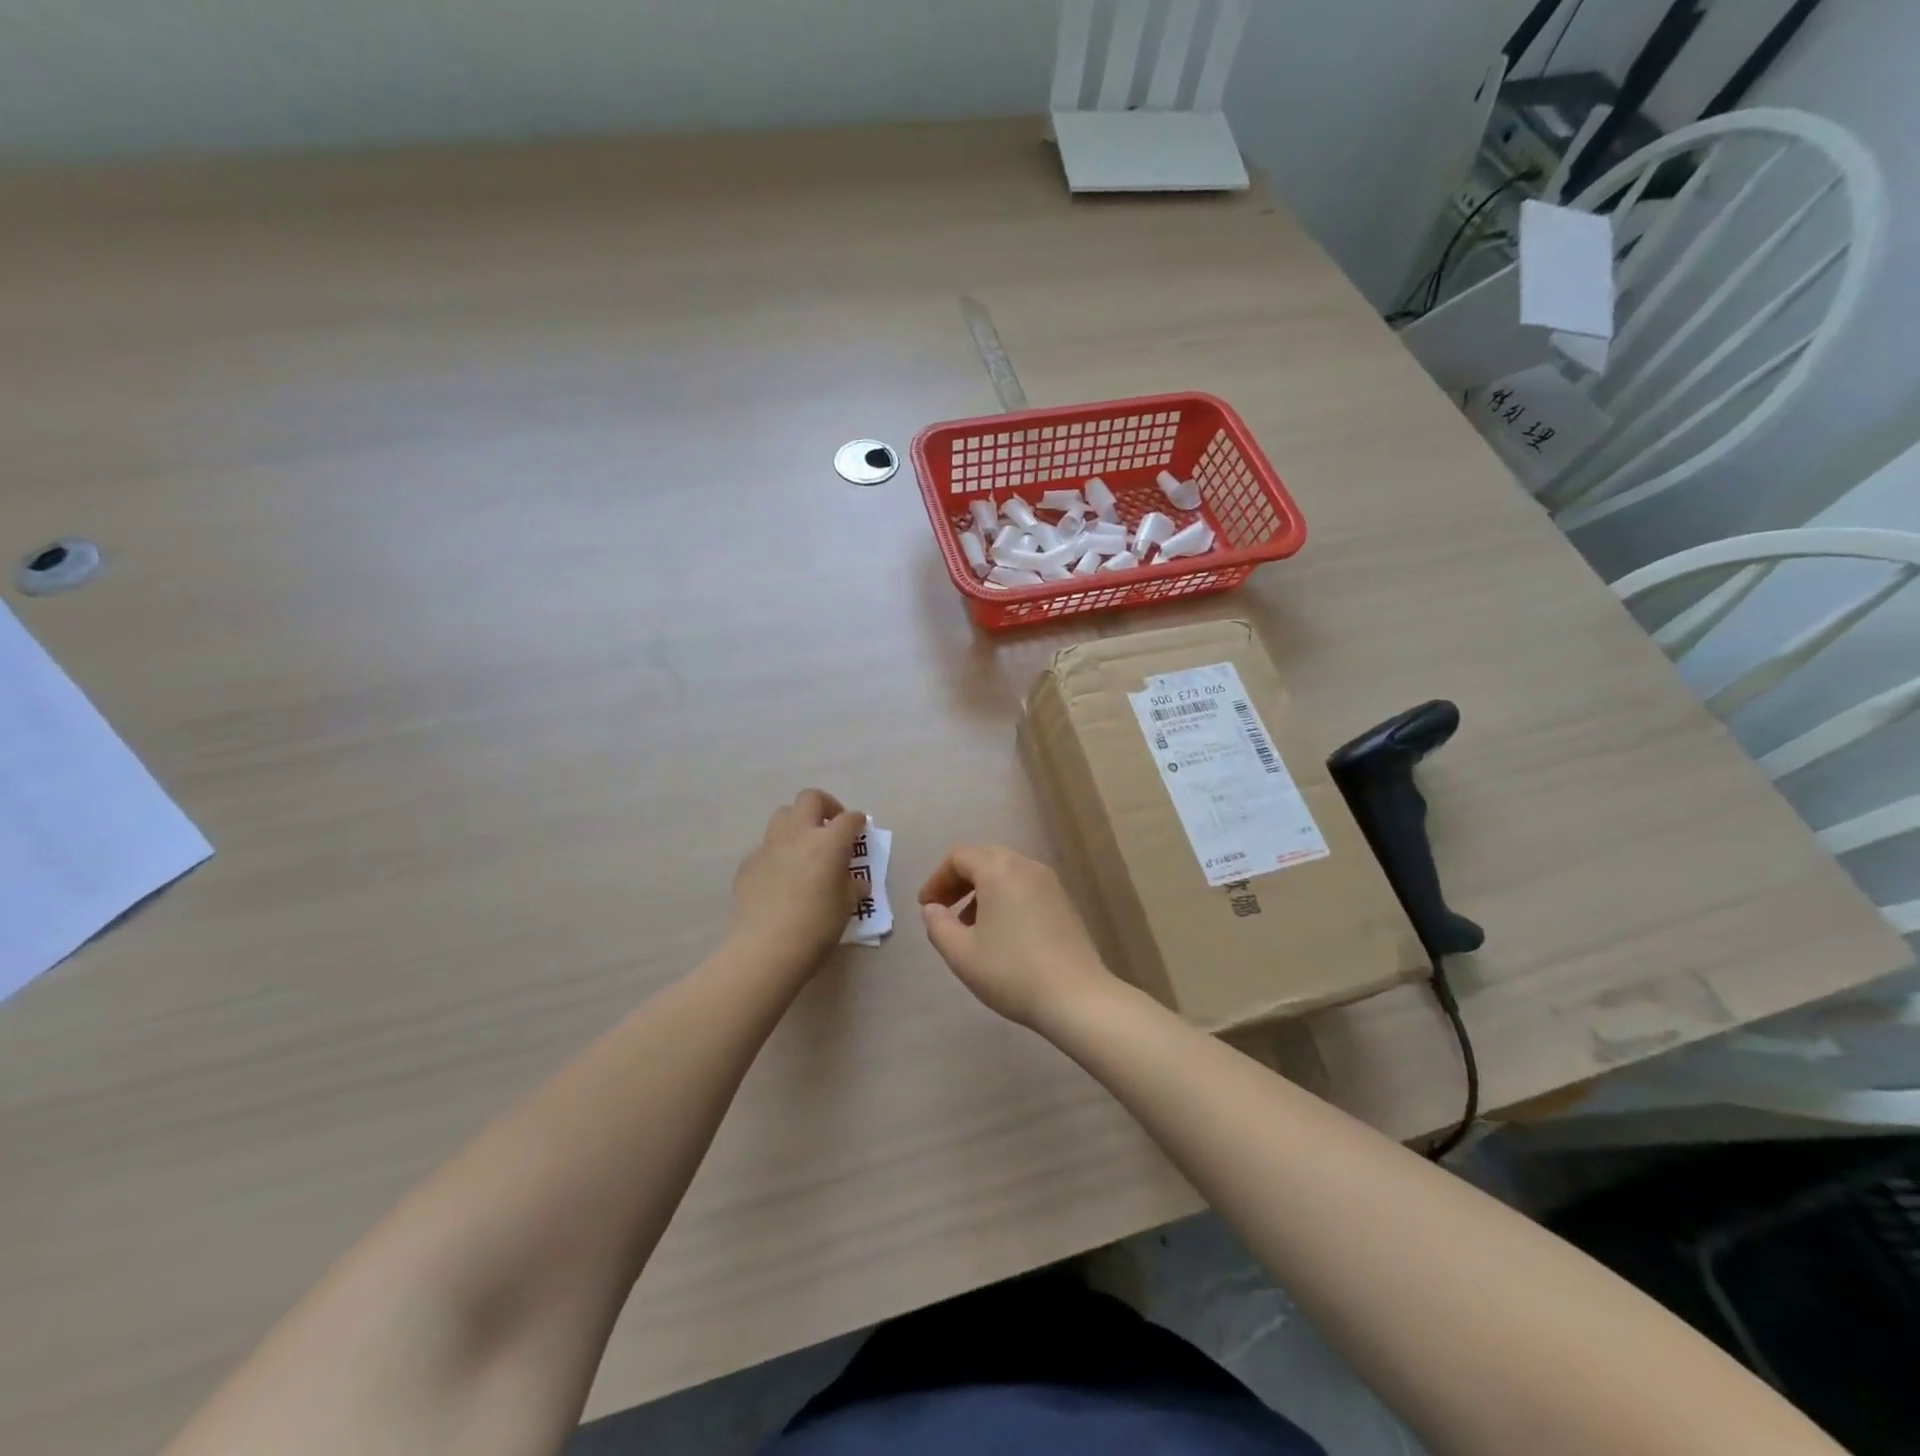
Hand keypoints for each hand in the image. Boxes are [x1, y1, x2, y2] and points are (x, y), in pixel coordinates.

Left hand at [729, 789, 866, 971]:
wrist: (765, 949)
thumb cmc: (817, 927)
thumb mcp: (847, 907)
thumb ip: (852, 886)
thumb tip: (854, 880)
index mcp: (829, 842)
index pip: (849, 819)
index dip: (857, 821)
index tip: (860, 829)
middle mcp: (798, 834)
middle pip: (810, 799)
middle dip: (825, 806)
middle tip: (832, 826)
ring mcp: (769, 846)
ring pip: (783, 816)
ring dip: (798, 822)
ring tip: (806, 846)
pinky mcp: (748, 863)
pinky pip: (766, 847)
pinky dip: (778, 852)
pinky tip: (782, 877)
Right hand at [917, 844, 1115, 1027]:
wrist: (1077, 997)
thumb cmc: (1012, 972)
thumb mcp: (961, 954)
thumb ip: (938, 925)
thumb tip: (933, 909)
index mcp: (999, 870)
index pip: (959, 857)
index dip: (937, 879)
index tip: (926, 907)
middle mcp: (1026, 866)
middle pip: (984, 859)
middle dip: (959, 882)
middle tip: (944, 911)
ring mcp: (1050, 883)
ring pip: (1007, 873)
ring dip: (982, 892)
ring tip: (971, 927)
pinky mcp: (1065, 902)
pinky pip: (1026, 887)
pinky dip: (1006, 899)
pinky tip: (1002, 934)